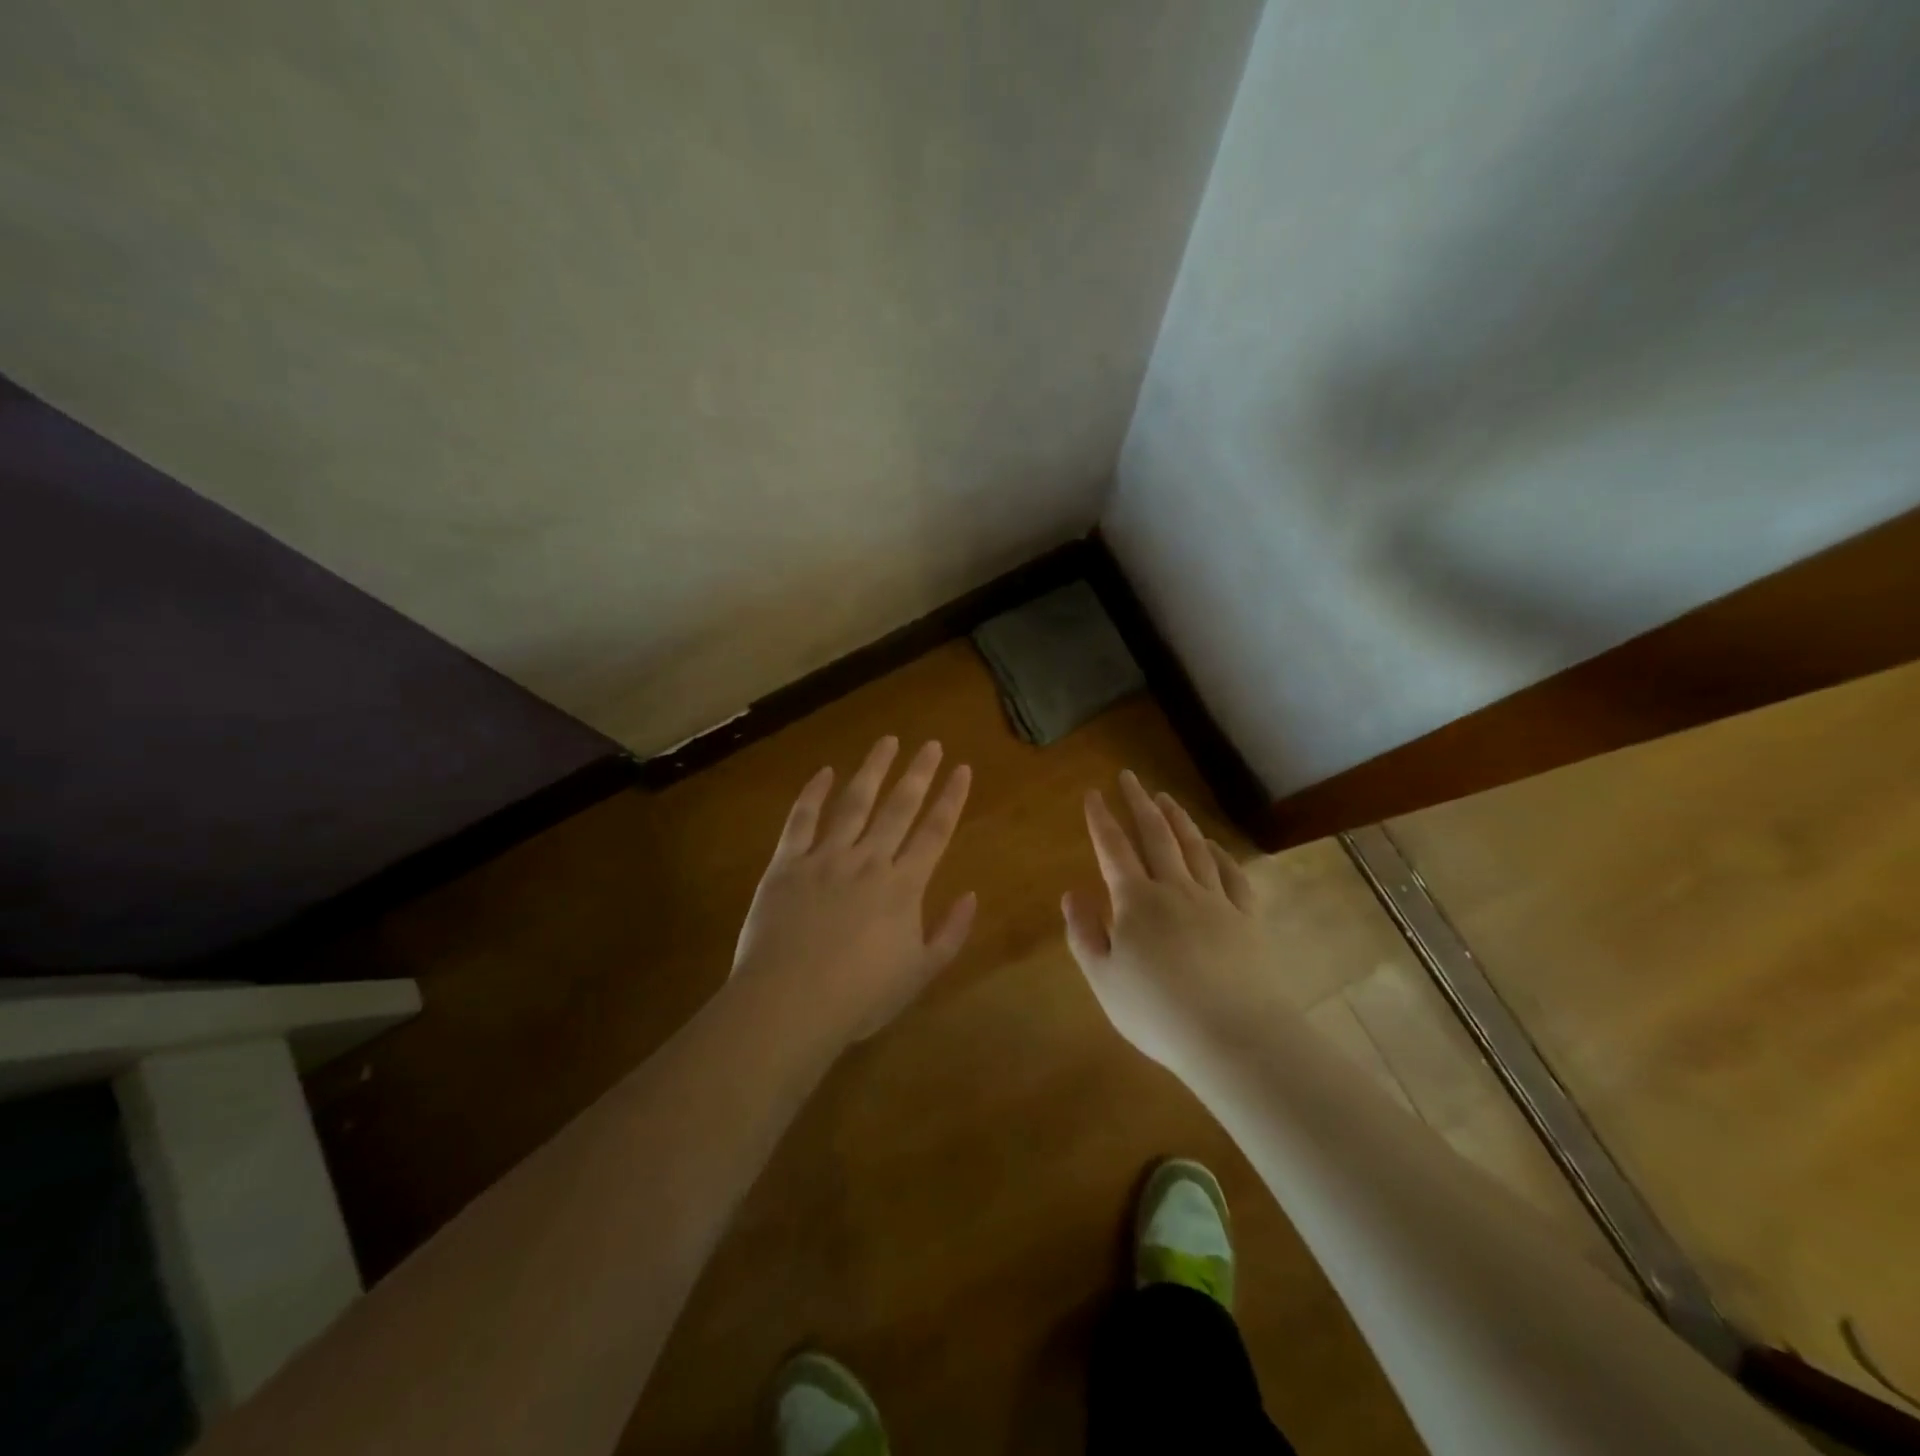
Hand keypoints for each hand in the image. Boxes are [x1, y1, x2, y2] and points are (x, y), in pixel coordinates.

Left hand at [732, 736, 975, 1044]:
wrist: (790, 1003)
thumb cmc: (860, 996)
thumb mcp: (920, 974)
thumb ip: (949, 933)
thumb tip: (972, 895)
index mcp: (903, 886)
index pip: (935, 832)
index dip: (951, 798)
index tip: (961, 769)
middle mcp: (868, 861)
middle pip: (898, 807)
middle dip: (918, 773)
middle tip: (930, 744)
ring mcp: (825, 858)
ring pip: (854, 803)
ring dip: (872, 770)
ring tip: (887, 742)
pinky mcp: (787, 864)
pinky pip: (801, 820)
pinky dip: (812, 794)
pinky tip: (824, 772)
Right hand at [1062, 771, 1269, 1073]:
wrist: (1234, 1036)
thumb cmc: (1157, 1012)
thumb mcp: (1104, 979)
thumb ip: (1084, 933)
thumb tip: (1072, 893)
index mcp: (1136, 901)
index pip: (1114, 848)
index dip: (1101, 819)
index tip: (1093, 793)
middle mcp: (1175, 889)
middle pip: (1155, 835)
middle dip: (1138, 803)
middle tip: (1129, 776)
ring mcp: (1215, 901)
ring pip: (1193, 847)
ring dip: (1177, 818)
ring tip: (1165, 798)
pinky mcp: (1246, 919)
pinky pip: (1232, 875)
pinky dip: (1219, 854)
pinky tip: (1212, 844)